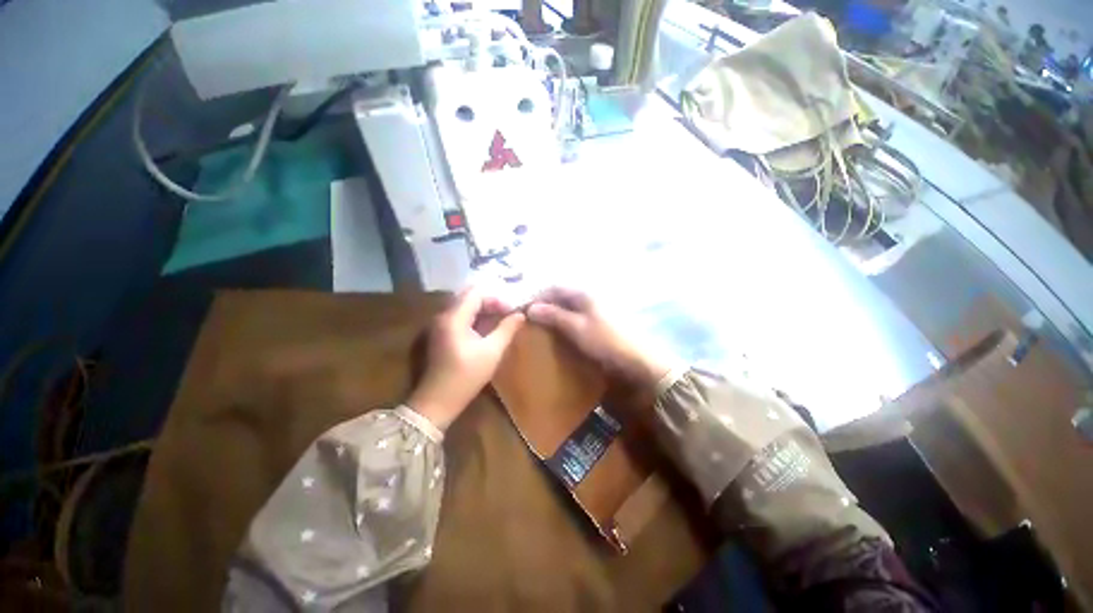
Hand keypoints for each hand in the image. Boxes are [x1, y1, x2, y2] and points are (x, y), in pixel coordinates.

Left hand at [408, 287, 525, 430]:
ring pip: (464, 305)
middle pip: (468, 296)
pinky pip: (459, 315)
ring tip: (500, 319)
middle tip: (507, 313)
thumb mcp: (492, 352)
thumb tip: (520, 315)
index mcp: (454, 317)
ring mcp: (440, 324)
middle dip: (490, 301)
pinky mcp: (440, 333)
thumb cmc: (466, 376)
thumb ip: (507, 329)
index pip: (476, 293)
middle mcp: (443, 315)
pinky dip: (474, 317)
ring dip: (483, 309)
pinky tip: (486, 327)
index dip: (496, 298)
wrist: (437, 401)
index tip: (511, 311)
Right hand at [526, 287, 671, 390]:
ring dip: (554, 313)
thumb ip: (554, 316)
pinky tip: (559, 331)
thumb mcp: (576, 328)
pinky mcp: (599, 322)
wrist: (637, 360)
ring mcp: (595, 309)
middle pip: (561, 296)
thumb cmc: (605, 341)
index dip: (537, 296)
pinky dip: (564, 321)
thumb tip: (530, 308)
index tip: (523, 309)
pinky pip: (576, 316)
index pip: (554, 288)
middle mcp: (589, 297)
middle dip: (544, 304)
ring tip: (541, 325)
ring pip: (568, 306)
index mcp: (584, 294)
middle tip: (530, 319)